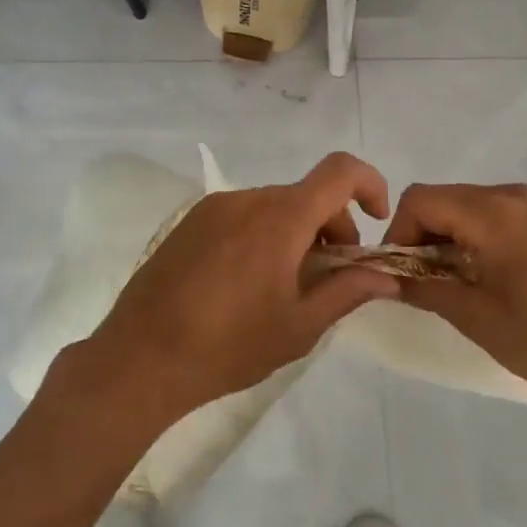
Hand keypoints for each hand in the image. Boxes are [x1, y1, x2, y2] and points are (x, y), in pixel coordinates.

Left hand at [63, 153, 397, 430]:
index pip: (339, 170)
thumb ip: (347, 292)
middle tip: (328, 278)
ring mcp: (214, 207)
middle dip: (331, 227)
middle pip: (306, 195)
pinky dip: (262, 234)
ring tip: (283, 286)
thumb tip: (385, 276)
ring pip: (274, 206)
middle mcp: (248, 198)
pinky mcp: (190, 221)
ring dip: (295, 233)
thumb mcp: (299, 327)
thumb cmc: (229, 345)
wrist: (141, 356)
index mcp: (281, 217)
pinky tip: (246, 283)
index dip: (368, 184)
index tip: (375, 220)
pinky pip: (242, 214)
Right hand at [383, 182, 526, 416]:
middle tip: (425, 283)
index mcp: (492, 213)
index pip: (420, 200)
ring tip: (457, 283)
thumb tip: (388, 277)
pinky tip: (490, 277)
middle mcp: (513, 196)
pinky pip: (497, 215)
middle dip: (423, 235)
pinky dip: (478, 237)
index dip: (399, 233)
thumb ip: (425, 288)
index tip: (401, 274)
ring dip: (450, 237)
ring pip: (469, 206)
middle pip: (444, 199)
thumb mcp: (477, 318)